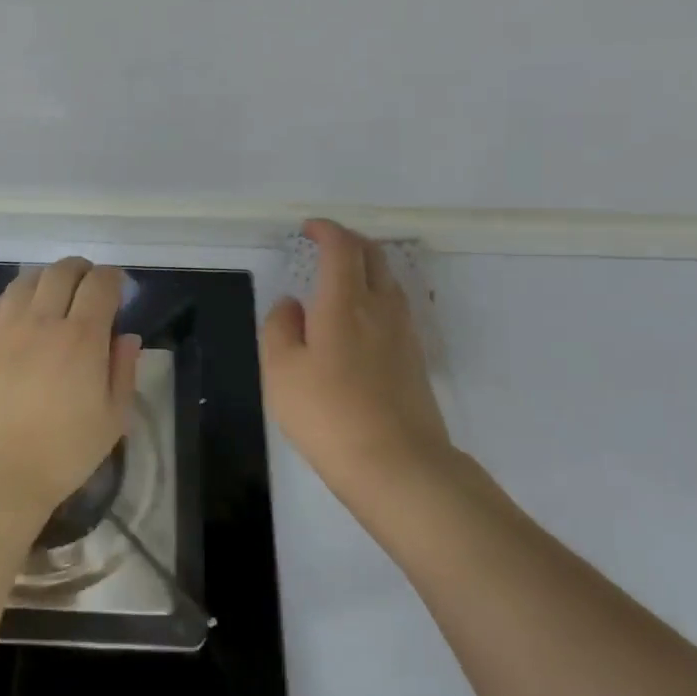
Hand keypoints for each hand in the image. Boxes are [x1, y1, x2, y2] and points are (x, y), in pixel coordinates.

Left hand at [0, 258, 142, 546]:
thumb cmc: (60, 454)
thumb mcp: (111, 420)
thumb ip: (123, 371)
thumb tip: (126, 337)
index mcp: (81, 337)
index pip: (100, 283)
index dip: (112, 278)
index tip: (117, 289)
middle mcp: (42, 320)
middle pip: (62, 271)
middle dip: (81, 271)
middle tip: (88, 287)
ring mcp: (3, 327)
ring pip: (27, 280)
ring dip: (47, 279)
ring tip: (53, 297)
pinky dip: (16, 298)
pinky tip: (19, 316)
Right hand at [261, 220, 455, 521]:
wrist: (398, 466)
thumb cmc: (328, 415)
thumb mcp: (281, 371)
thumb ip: (280, 327)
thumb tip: (292, 304)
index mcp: (344, 302)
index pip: (342, 247)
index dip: (326, 230)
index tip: (308, 229)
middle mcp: (381, 308)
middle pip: (374, 255)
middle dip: (349, 242)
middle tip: (325, 246)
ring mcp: (404, 333)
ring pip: (389, 281)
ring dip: (366, 268)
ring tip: (341, 280)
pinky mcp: (416, 359)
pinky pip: (396, 309)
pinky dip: (376, 296)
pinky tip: (360, 321)